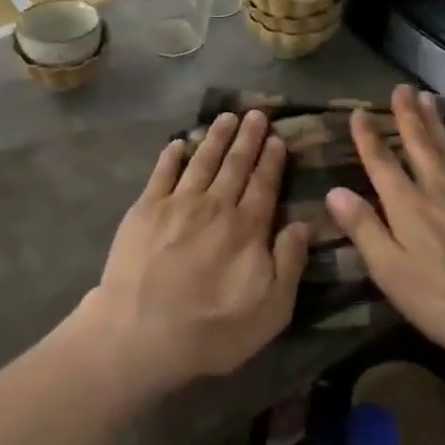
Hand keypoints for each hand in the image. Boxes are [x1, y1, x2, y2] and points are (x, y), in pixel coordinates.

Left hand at [75, 111, 309, 395]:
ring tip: (226, 116)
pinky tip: (178, 142)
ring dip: (215, 136)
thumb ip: (289, 264)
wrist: (141, 331)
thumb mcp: (270, 311)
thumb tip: (303, 225)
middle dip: (248, 137)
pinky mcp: (145, 208)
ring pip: (201, 160)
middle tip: (256, 114)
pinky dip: (171, 155)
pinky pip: (161, 172)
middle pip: (235, 164)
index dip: (272, 160)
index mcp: (246, 229)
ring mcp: (177, 203)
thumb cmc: (211, 330)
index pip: (264, 185)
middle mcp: (214, 206)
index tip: (277, 138)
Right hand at [324, 85, 444, 366]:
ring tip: (429, 98)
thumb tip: (333, 190)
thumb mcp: (391, 271)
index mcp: (407, 205)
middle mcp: (437, 190)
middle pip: (420, 144)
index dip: (368, 137)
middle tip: (401, 87)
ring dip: (435, 122)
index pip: (381, 162)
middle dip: (408, 115)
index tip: (359, 112)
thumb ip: (363, 228)